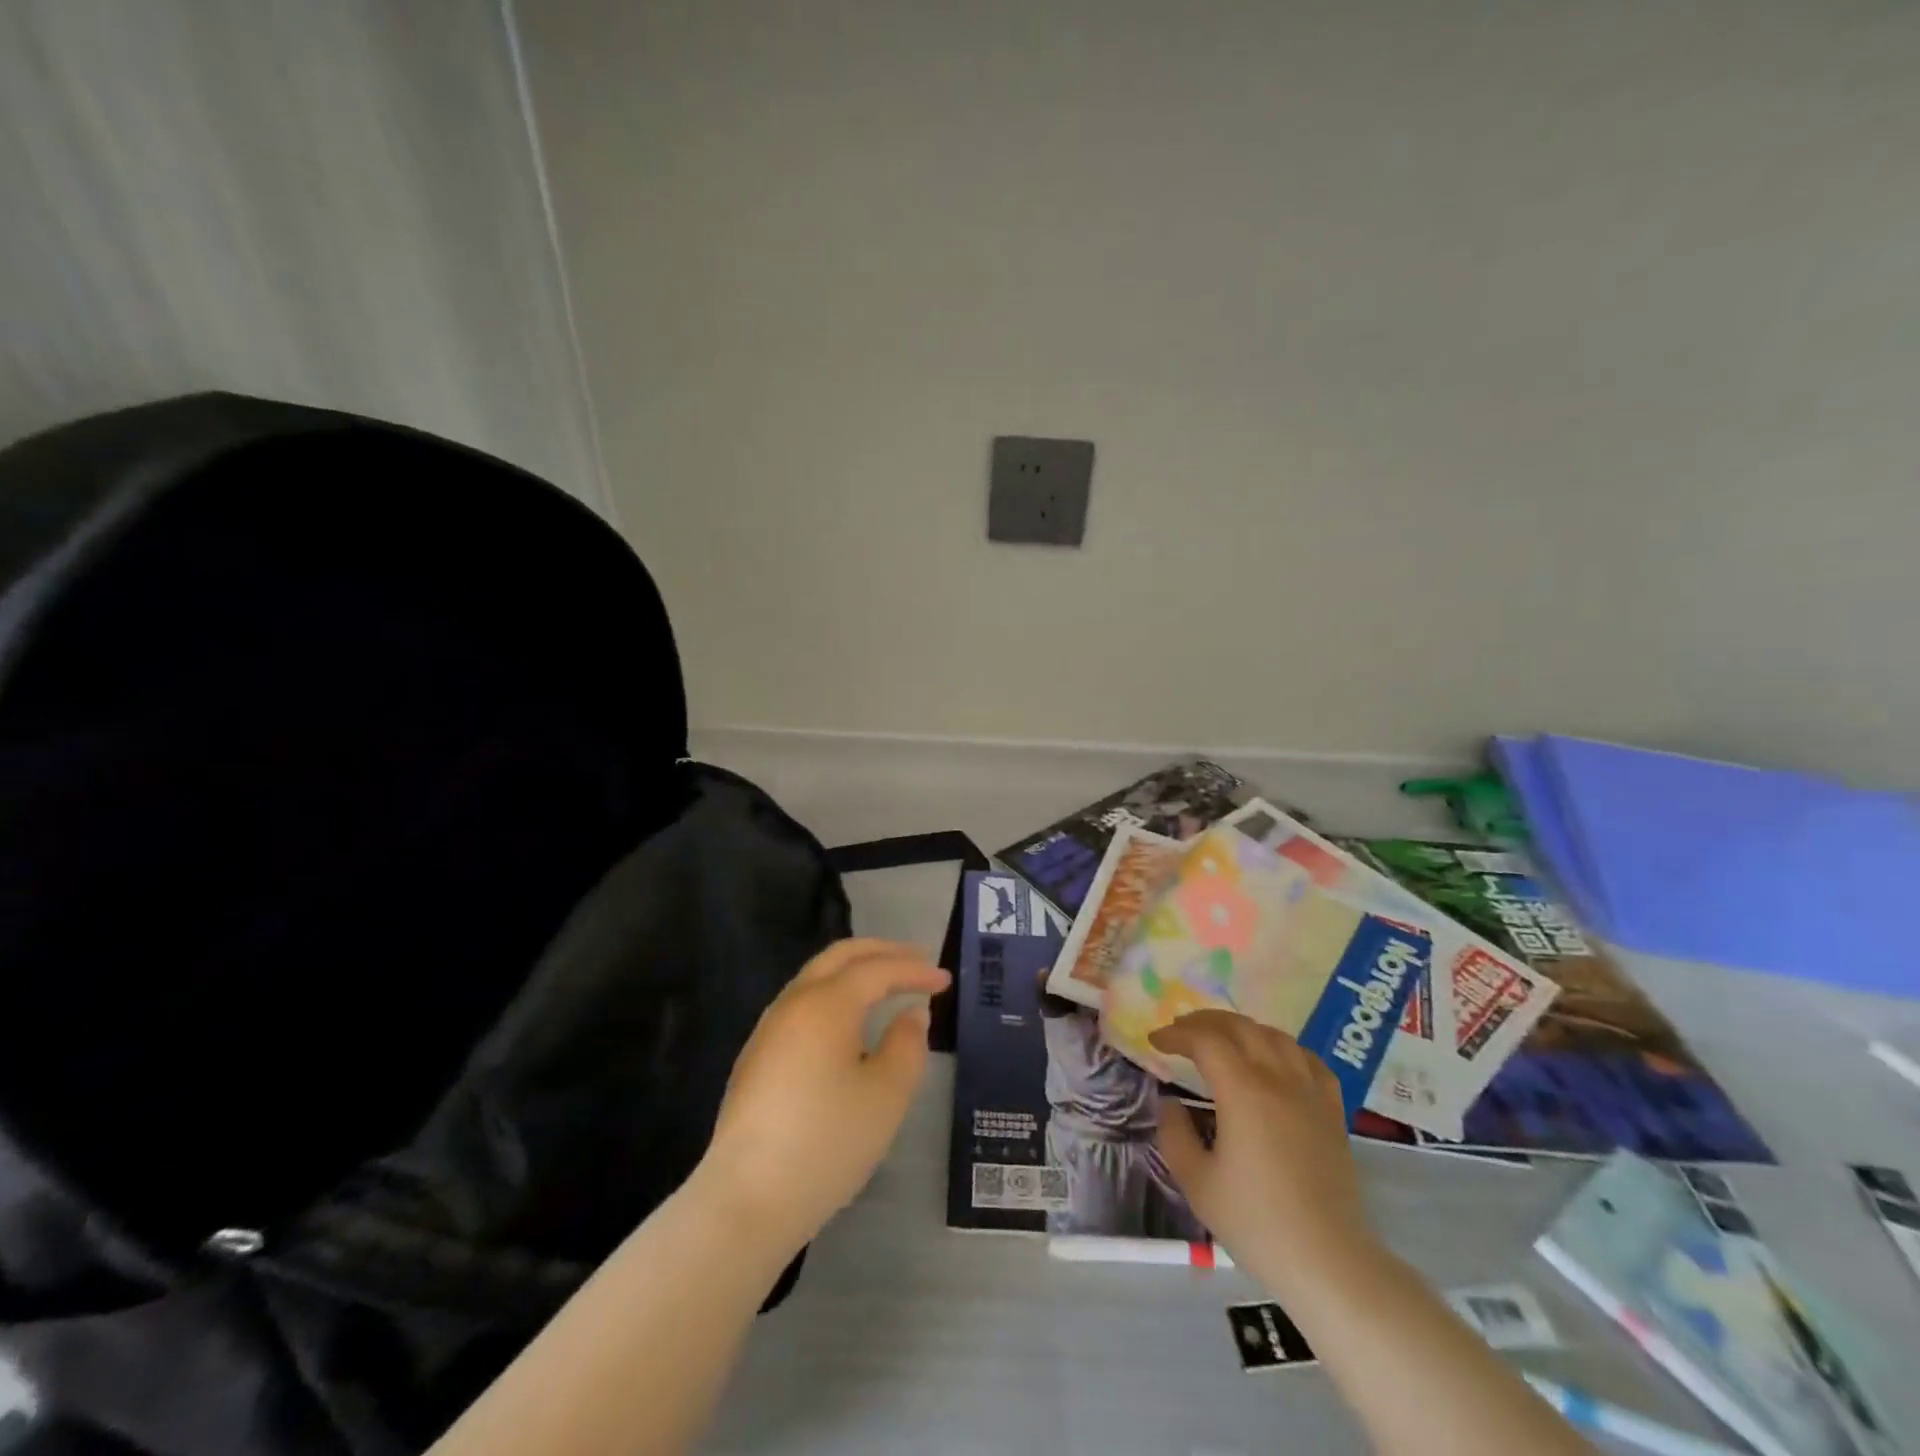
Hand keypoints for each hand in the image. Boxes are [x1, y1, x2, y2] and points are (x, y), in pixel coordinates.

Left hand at [700, 939, 949, 1249]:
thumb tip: (910, 1016)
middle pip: (840, 957)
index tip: (945, 980)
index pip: (877, 969)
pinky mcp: (756, 1058)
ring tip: (886, 986)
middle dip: (881, 952)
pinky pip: (802, 1005)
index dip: (914, 970)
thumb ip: (907, 1046)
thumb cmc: (827, 1142)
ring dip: (854, 973)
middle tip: (917, 960)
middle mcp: (793, 1003)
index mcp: (827, 1004)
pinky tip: (848, 1025)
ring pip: (816, 978)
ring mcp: (768, 1030)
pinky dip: (834, 997)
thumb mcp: (886, 1095)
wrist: (746, 1199)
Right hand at [1150, 1010, 1372, 1294]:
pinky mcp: (1333, 1112)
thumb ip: (1175, 1134)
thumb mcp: (1197, 1182)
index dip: (1176, 1034)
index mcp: (1243, 1090)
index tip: (1156, 1041)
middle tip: (1181, 1031)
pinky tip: (1276, 1059)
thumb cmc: (1256, 1222)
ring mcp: (1310, 1093)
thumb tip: (1171, 1104)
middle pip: (1240, 1027)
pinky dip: (1284, 1048)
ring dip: (1243, 1028)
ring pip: (1276, 1036)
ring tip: (1223, 1039)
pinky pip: (1310, 1061)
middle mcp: (1278, 1079)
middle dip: (1205, 1021)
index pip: (1205, 1040)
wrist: (1328, 1262)